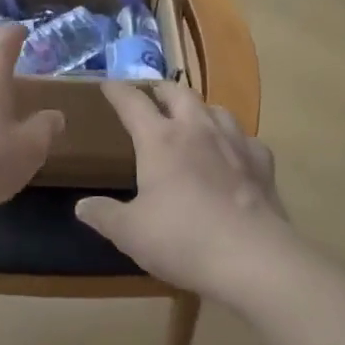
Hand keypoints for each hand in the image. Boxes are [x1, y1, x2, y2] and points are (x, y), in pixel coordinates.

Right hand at [75, 81, 292, 303]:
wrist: (254, 259)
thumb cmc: (182, 239)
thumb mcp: (130, 233)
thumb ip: (104, 215)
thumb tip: (82, 206)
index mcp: (159, 139)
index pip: (132, 102)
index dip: (117, 91)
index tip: (107, 85)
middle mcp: (196, 130)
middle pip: (178, 93)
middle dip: (161, 90)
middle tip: (152, 97)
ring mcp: (234, 143)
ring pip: (215, 109)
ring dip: (199, 109)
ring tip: (192, 120)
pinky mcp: (262, 164)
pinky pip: (246, 139)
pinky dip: (234, 140)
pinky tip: (232, 154)